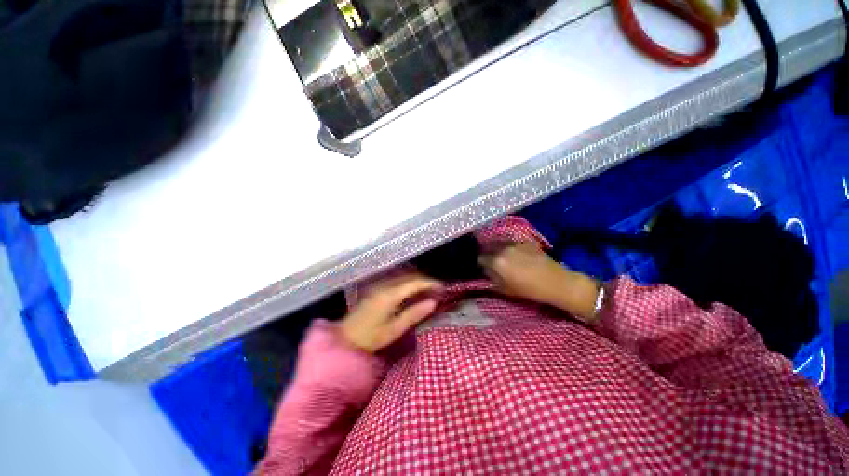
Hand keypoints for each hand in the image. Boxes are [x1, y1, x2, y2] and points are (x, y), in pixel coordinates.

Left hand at [338, 274, 441, 352]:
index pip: (414, 283)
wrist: (345, 339)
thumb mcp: (394, 330)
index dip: (430, 283)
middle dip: (426, 281)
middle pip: (409, 276)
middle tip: (438, 289)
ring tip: (429, 290)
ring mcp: (379, 285)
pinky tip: (414, 291)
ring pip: (404, 277)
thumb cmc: (370, 338)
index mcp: (390, 295)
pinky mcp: (377, 288)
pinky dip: (409, 283)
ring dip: (417, 281)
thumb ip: (414, 314)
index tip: (442, 287)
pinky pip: (397, 280)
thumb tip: (433, 302)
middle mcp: (385, 285)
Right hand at [478, 243, 599, 320]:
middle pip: (489, 248)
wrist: (555, 282)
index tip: (484, 268)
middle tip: (494, 263)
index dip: (481, 264)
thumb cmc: (528, 290)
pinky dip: (511, 248)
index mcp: (496, 261)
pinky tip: (519, 256)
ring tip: (506, 258)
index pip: (481, 258)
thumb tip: (486, 270)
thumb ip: (492, 278)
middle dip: (489, 255)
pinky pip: (512, 244)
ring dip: (499, 250)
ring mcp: (515, 243)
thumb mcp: (505, 289)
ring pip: (500, 244)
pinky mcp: (526, 242)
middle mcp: (503, 249)